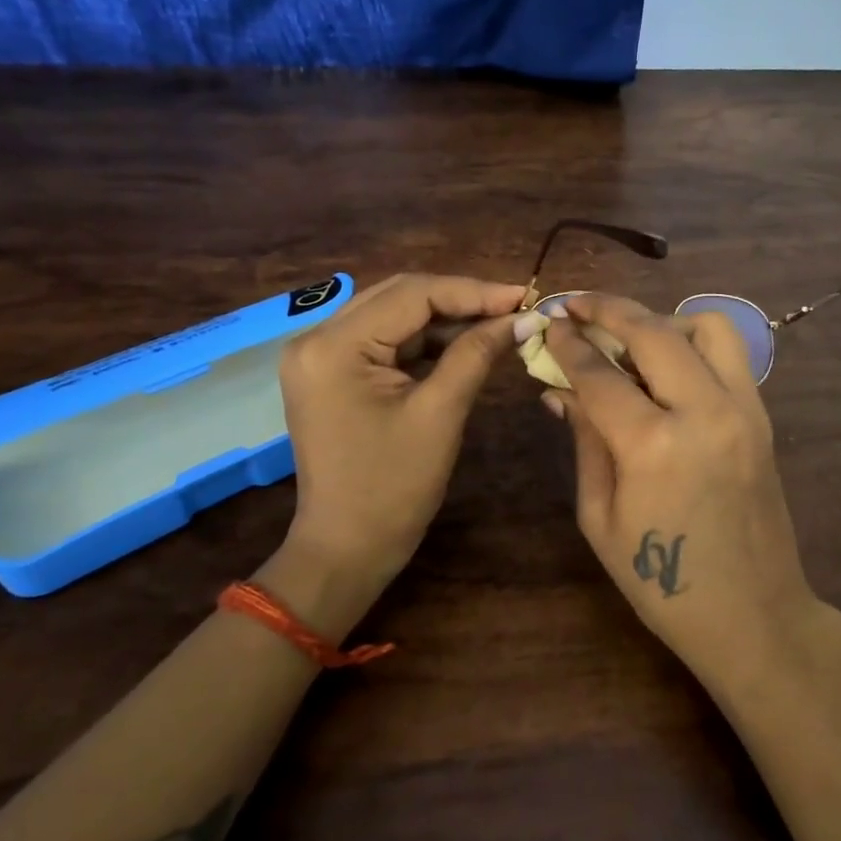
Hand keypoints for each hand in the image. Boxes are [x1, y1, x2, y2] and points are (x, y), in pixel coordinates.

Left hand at [275, 274, 525, 585]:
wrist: (346, 549)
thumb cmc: (393, 488)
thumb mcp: (439, 414)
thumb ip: (477, 354)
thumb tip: (523, 318)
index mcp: (333, 346)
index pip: (412, 294)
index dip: (472, 291)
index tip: (523, 296)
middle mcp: (316, 338)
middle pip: (400, 296)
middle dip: (460, 299)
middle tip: (515, 307)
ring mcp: (321, 355)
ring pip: (395, 315)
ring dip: (446, 319)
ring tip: (499, 323)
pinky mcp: (332, 372)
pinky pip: (386, 340)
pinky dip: (426, 341)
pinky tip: (465, 343)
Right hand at [540, 293, 834, 691]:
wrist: (753, 615)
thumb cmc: (661, 584)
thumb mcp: (600, 517)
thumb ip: (585, 440)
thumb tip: (561, 388)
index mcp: (653, 446)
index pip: (600, 374)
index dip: (568, 344)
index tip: (549, 323)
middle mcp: (703, 411)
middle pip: (653, 331)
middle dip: (608, 309)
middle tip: (577, 305)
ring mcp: (743, 409)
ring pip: (706, 326)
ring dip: (662, 320)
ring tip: (632, 340)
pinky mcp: (762, 417)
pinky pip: (730, 354)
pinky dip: (694, 343)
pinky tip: (668, 366)